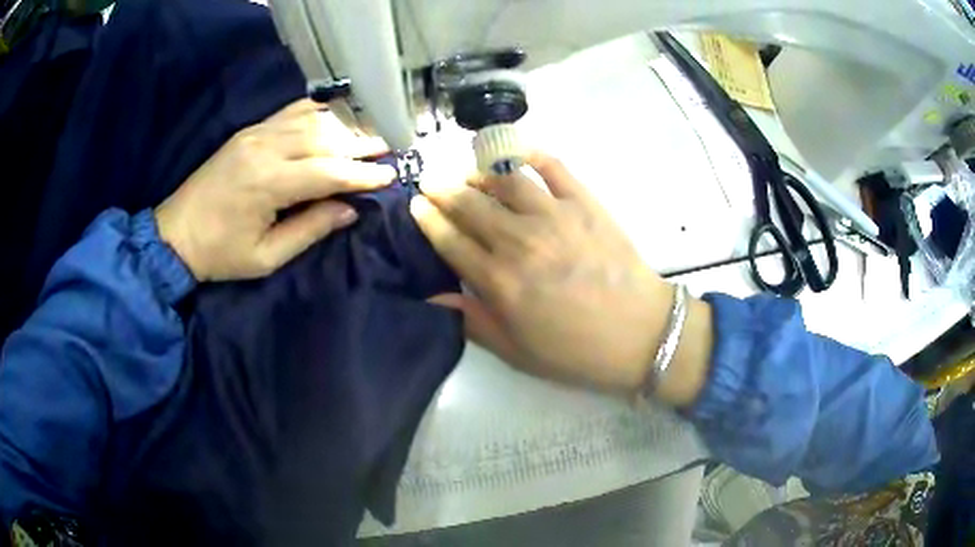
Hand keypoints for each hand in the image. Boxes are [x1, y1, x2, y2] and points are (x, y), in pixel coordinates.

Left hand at [155, 99, 395, 281]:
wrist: (174, 234)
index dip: (362, 174)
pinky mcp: (249, 131)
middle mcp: (265, 148)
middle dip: (361, 144)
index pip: (328, 171)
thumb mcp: (266, 257)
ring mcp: (255, 134)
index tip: (391, 176)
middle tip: (391, 149)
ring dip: (344, 127)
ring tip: (370, 135)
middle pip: (325, 138)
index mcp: (268, 183)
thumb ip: (310, 230)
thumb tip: (350, 210)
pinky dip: (317, 112)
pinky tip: (335, 117)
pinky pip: (290, 112)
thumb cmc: (220, 254)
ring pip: (311, 120)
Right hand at [411, 152, 677, 392]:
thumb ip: (473, 322)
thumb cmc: (577, 351)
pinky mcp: (585, 203)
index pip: (450, 240)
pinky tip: (516, 154)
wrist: (641, 334)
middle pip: (470, 205)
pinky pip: (552, 167)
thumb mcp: (518, 353)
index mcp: (500, 281)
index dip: (428, 219)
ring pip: (504, 181)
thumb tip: (433, 298)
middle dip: (442, 189)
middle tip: (429, 180)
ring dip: (478, 173)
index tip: (415, 204)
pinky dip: (530, 155)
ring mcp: (554, 216)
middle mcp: (520, 241)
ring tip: (467, 173)